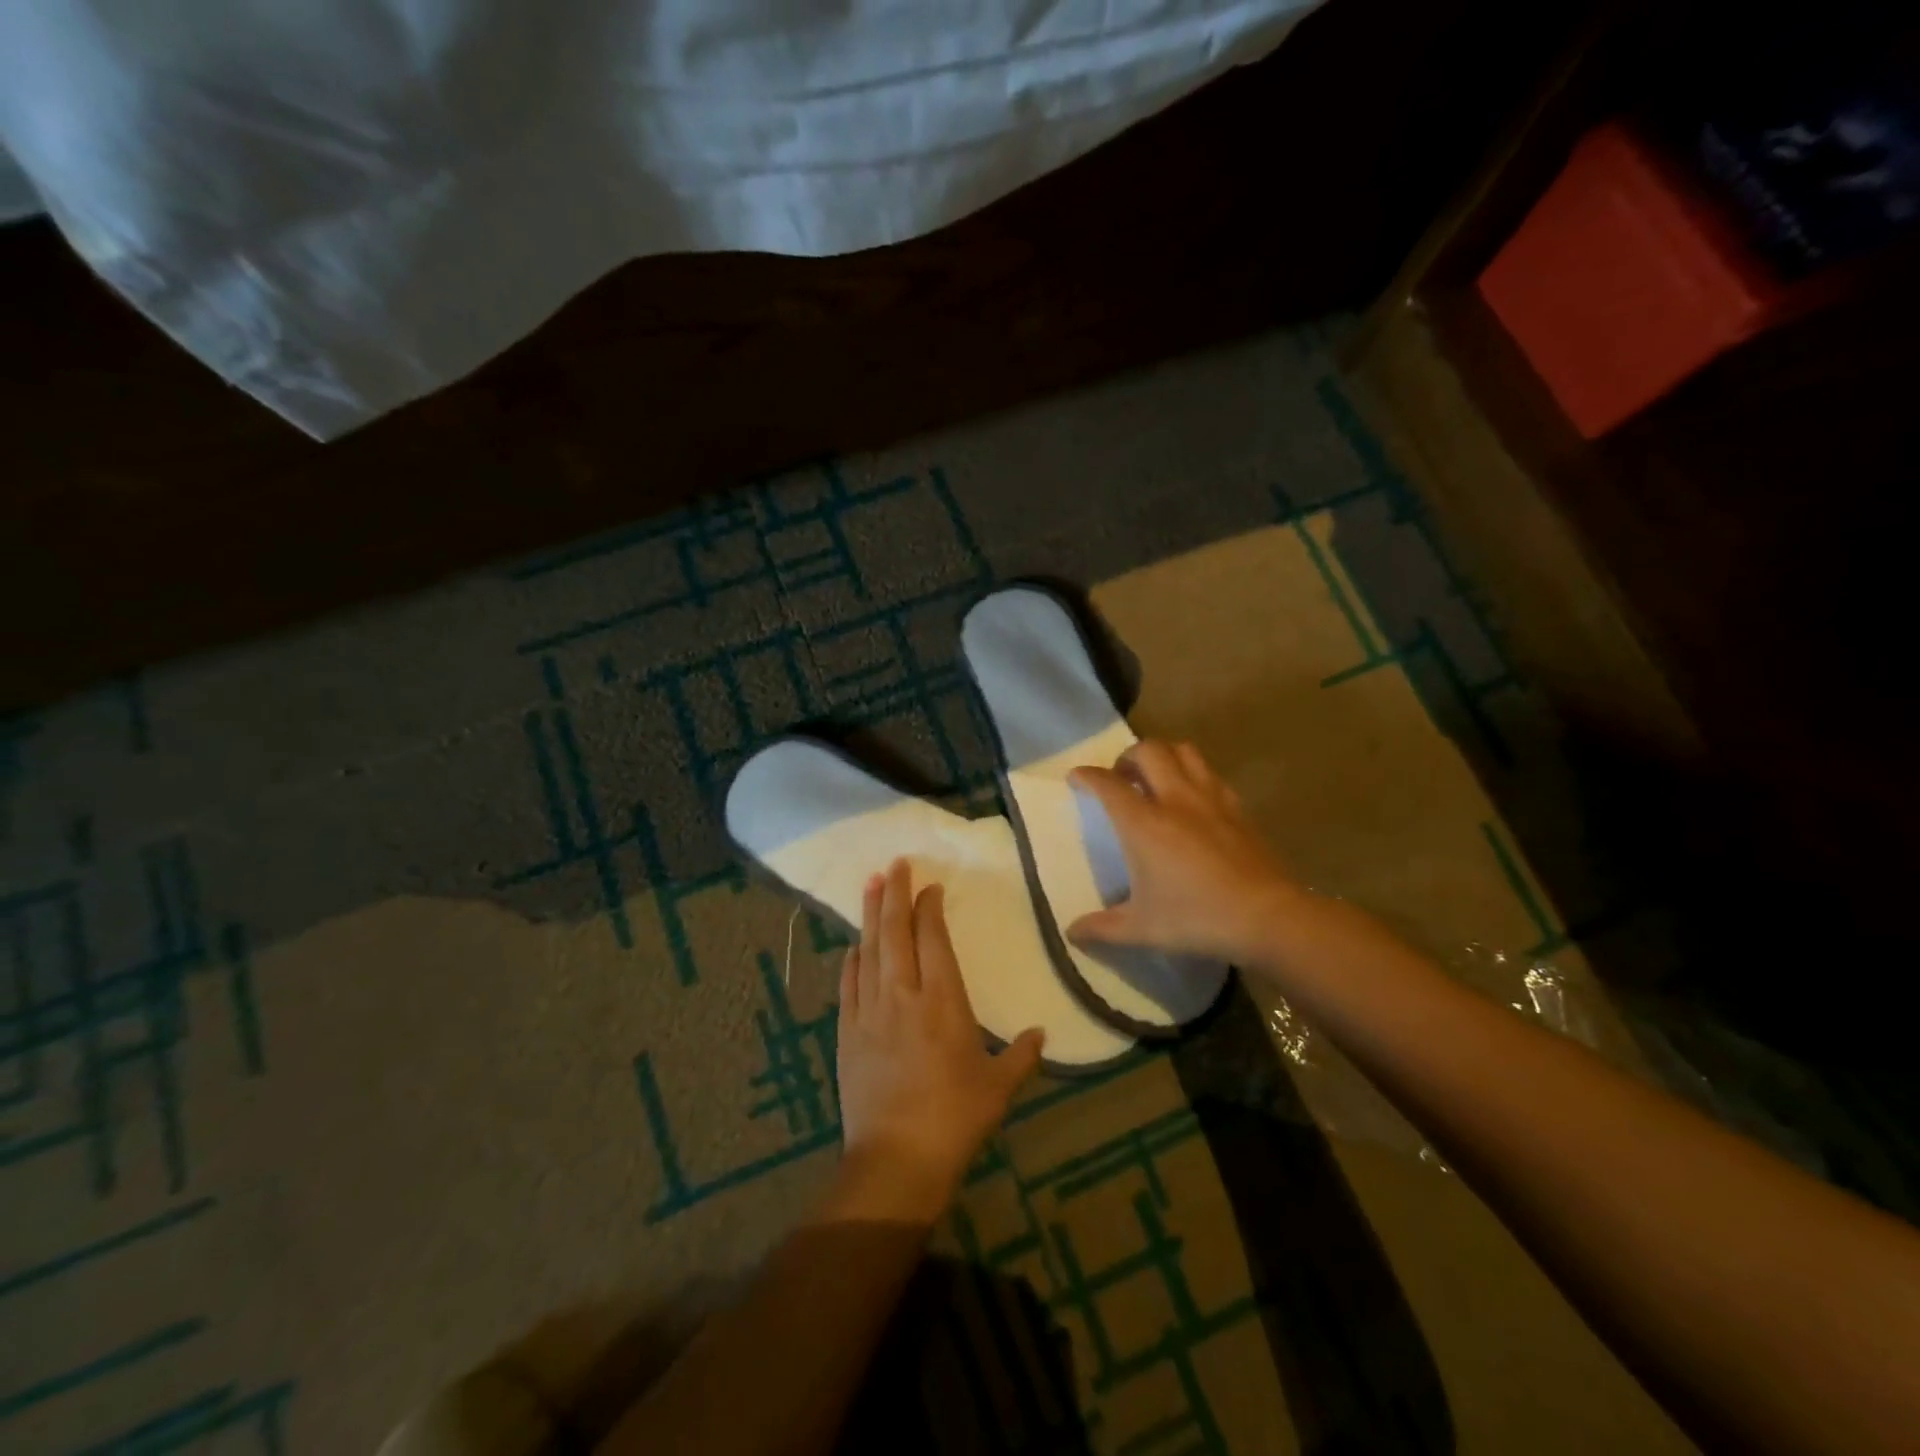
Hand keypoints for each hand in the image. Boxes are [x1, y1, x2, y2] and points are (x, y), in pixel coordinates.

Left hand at [834, 859, 1044, 1222]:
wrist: (896, 1159)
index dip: (930, 907)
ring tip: (872, 884)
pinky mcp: (847, 1032)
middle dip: (895, 893)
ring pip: (869, 950)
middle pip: (896, 931)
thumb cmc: (955, 1118)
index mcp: (943, 1000)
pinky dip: (852, 959)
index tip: (931, 886)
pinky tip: (854, 945)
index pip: (934, 938)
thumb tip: (1040, 1034)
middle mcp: (903, 994)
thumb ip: (1022, 1055)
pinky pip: (848, 984)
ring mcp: (870, 1011)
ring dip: (871, 915)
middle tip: (895, 863)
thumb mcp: (999, 1087)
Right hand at [1067, 740, 1305, 965]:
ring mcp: (1211, 799)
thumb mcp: (1142, 929)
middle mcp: (1175, 799)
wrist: (1267, 917)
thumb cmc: (1196, 919)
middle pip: (1148, 751)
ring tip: (1155, 777)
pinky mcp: (1238, 808)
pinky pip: (1211, 774)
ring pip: (1184, 751)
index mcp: (1144, 823)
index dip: (1087, 775)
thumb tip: (1071, 933)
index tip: (1076, 777)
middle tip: (1120, 777)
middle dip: (1127, 756)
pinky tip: (1193, 799)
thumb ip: (1101, 928)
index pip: (1107, 784)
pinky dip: (1194, 774)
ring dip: (1163, 755)